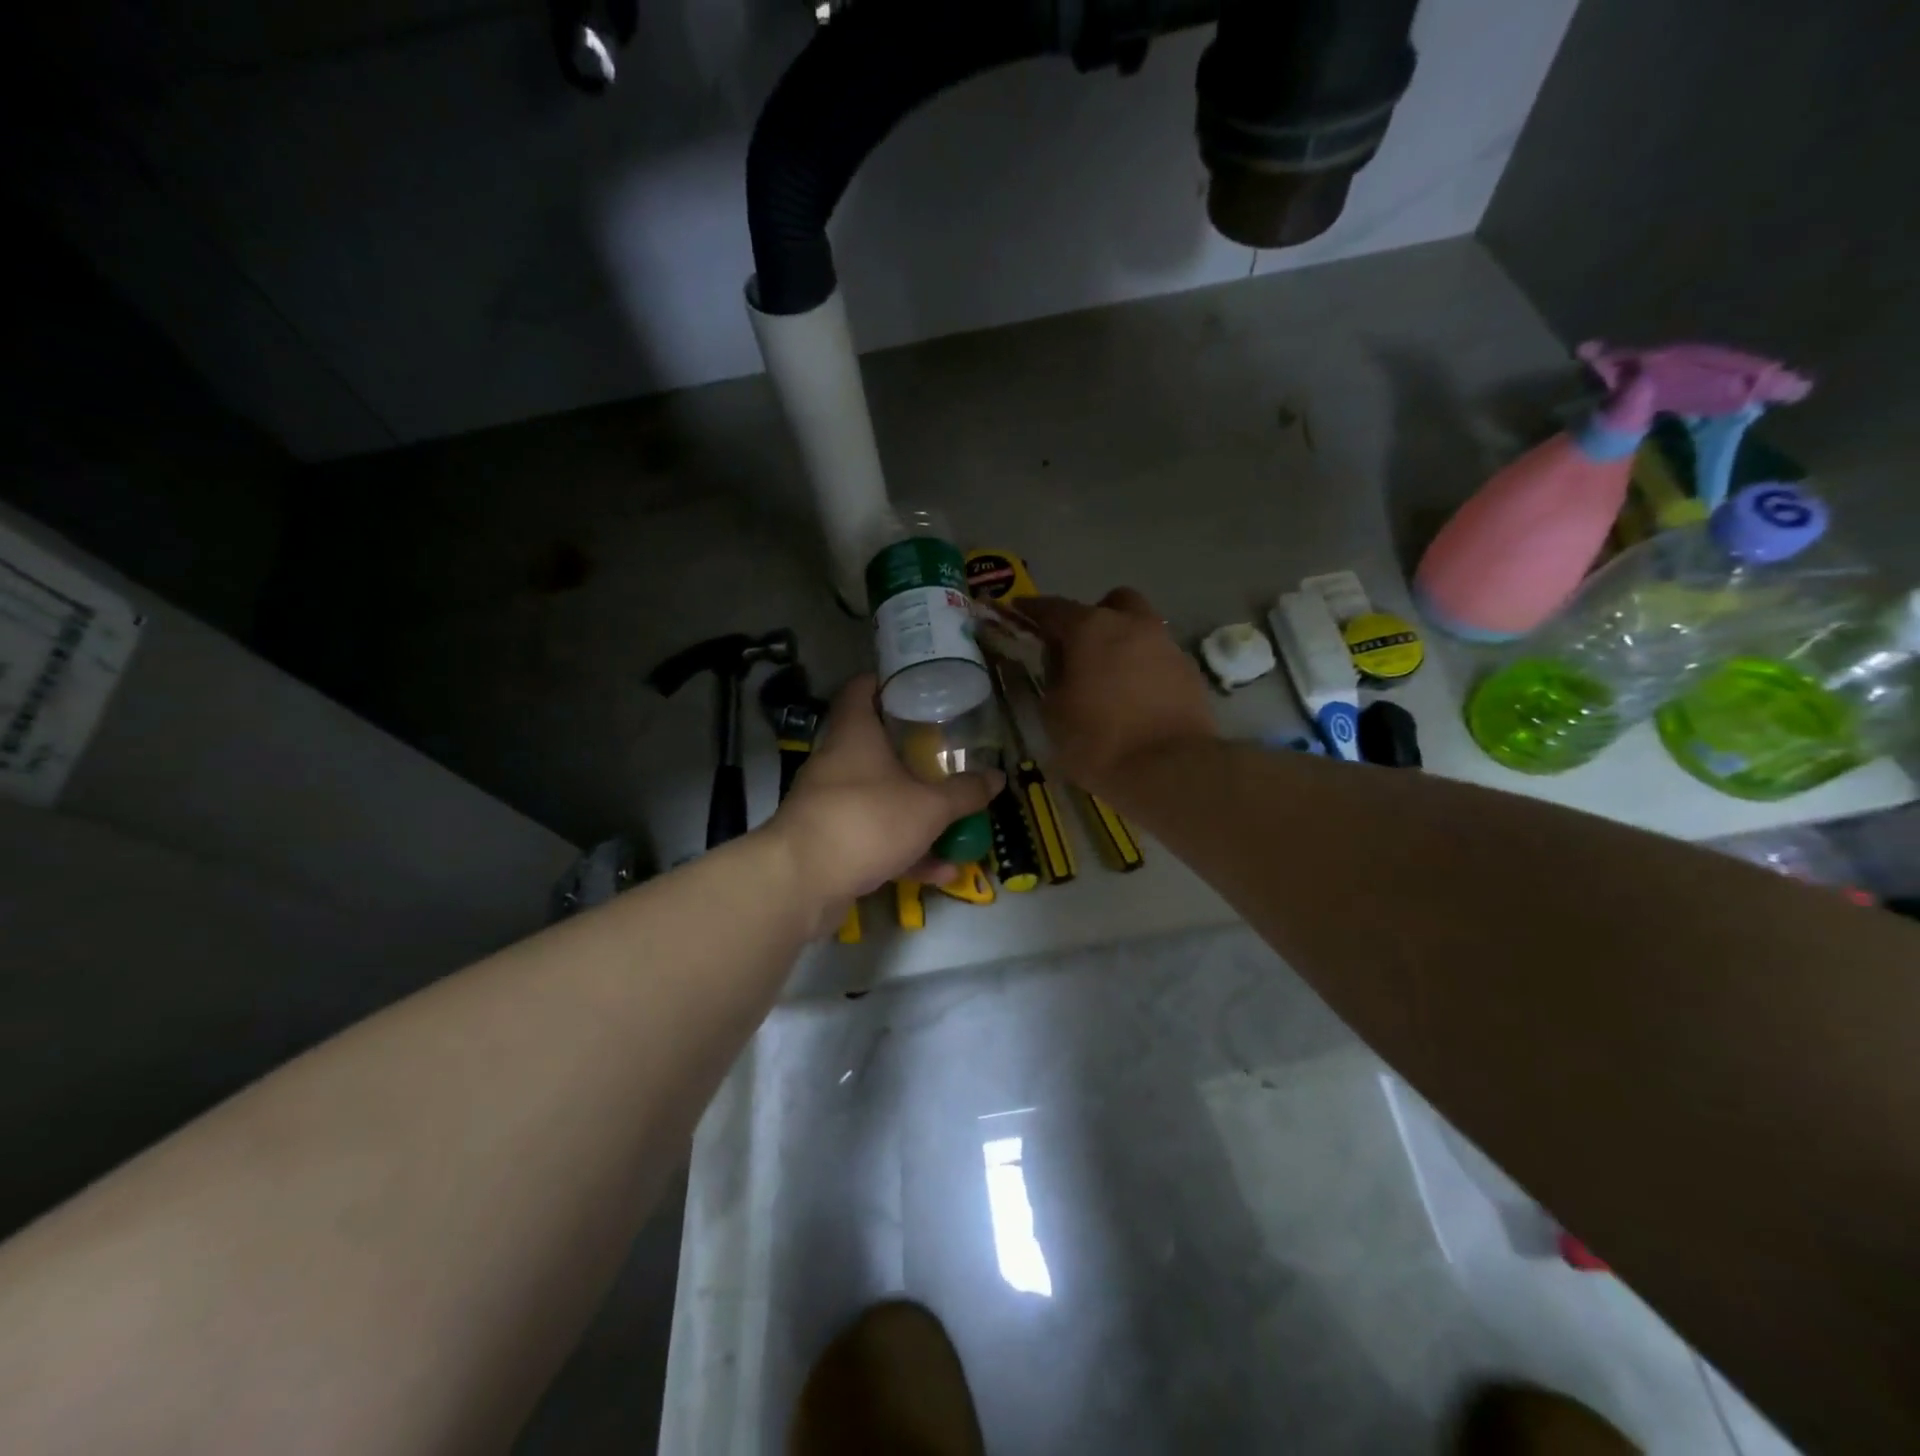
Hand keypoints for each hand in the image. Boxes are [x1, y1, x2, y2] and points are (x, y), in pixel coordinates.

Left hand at [766, 676, 1001, 932]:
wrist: (803, 881)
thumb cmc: (868, 821)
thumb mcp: (929, 807)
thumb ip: (964, 792)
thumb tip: (998, 777)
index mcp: (855, 734)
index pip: (862, 689)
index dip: (886, 682)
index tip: (916, 686)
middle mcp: (837, 762)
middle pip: (874, 745)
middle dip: (912, 753)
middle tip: (947, 755)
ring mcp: (829, 803)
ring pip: (878, 797)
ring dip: (915, 812)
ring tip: (955, 823)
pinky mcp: (828, 841)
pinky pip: (873, 837)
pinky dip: (904, 850)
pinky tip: (939, 871)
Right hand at [1015, 588, 1216, 797]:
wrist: (1170, 769)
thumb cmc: (1098, 741)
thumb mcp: (1053, 713)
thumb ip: (1053, 677)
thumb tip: (1061, 664)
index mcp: (1091, 628)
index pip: (1054, 608)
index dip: (1033, 609)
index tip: (1020, 611)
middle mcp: (1133, 625)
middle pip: (1112, 604)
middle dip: (1095, 617)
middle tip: (1080, 647)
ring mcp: (1167, 646)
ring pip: (1141, 630)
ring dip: (1123, 644)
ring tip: (1110, 679)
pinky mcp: (1190, 672)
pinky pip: (1159, 659)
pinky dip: (1145, 670)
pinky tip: (1137, 699)